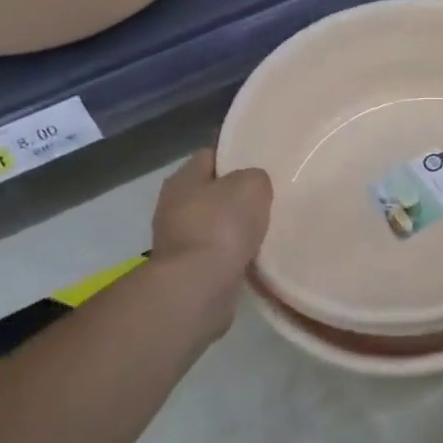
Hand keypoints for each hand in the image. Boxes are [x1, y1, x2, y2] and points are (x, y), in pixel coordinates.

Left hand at [151, 149, 271, 281]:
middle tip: (269, 196)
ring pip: (216, 225)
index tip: (261, 163)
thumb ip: (255, 178)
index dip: (235, 156)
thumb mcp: (252, 185)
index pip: (210, 156)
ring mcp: (178, 241)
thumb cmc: (221, 226)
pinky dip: (235, 255)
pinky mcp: (188, 271)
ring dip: (237, 228)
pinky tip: (257, 256)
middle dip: (237, 195)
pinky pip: (218, 254)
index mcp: (182, 179)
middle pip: (212, 192)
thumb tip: (252, 188)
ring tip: (268, 228)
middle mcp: (173, 206)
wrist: (198, 287)